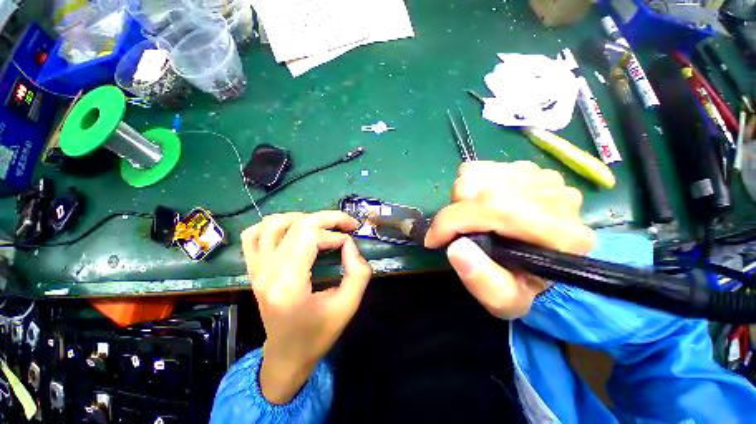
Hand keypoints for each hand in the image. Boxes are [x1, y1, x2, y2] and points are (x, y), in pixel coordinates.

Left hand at [241, 211, 371, 403]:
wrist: (286, 356)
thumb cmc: (318, 334)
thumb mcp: (348, 306)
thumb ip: (358, 272)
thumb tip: (349, 244)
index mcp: (288, 283)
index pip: (310, 236)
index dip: (335, 233)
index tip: (350, 241)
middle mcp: (267, 271)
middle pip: (296, 224)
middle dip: (327, 218)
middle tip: (346, 224)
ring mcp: (256, 269)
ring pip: (272, 224)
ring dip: (302, 218)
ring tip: (322, 226)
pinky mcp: (253, 269)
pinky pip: (253, 235)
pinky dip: (273, 225)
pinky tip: (292, 230)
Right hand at [425, 161, 594, 318]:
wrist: (546, 260)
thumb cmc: (523, 283)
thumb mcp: (504, 301)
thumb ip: (482, 282)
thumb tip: (456, 247)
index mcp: (559, 235)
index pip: (493, 208)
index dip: (451, 221)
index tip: (432, 240)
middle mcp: (557, 198)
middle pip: (480, 186)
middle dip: (455, 211)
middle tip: (459, 231)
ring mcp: (544, 177)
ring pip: (477, 173)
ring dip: (463, 198)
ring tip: (473, 218)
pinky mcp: (531, 168)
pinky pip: (483, 167)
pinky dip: (472, 185)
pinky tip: (482, 203)